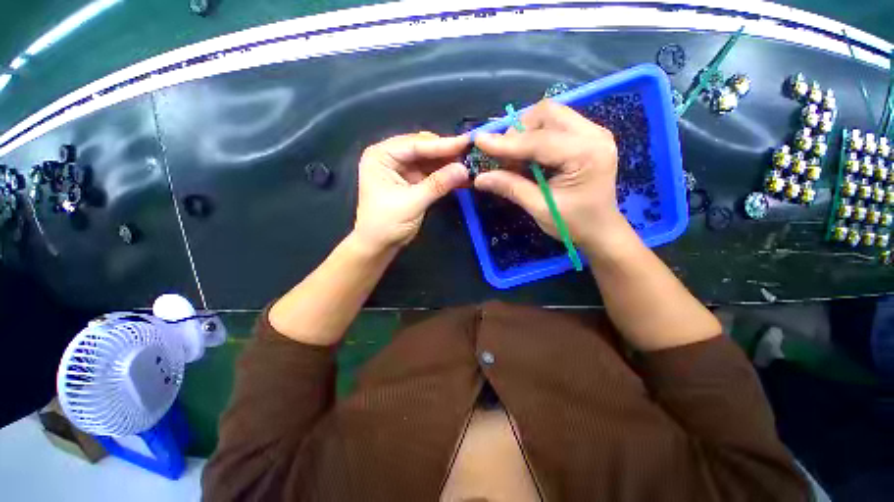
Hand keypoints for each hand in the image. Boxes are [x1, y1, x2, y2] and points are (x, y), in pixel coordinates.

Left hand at [354, 132, 469, 251]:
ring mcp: (401, 168)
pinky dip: (445, 175)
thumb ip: (438, 184)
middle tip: (471, 153)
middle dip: (446, 153)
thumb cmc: (386, 224)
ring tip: (471, 163)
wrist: (378, 246)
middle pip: (423, 149)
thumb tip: (464, 169)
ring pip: (429, 160)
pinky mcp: (411, 180)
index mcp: (381, 156)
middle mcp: (390, 156)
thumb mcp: (412, 203)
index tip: (467, 142)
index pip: (415, 145)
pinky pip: (431, 173)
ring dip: (448, 163)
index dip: (443, 144)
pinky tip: (461, 176)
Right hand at [473, 100, 630, 253]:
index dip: (506, 142)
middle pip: (547, 113)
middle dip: (518, 131)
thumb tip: (480, 178)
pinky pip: (555, 124)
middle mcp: (594, 134)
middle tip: (502, 155)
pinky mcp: (587, 136)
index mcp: (587, 155)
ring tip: (513, 156)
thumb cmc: (574, 224)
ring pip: (550, 115)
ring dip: (525, 132)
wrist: (601, 229)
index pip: (540, 140)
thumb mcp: (540, 208)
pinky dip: (534, 136)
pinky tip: (527, 155)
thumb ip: (511, 188)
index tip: (479, 141)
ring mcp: (593, 132)